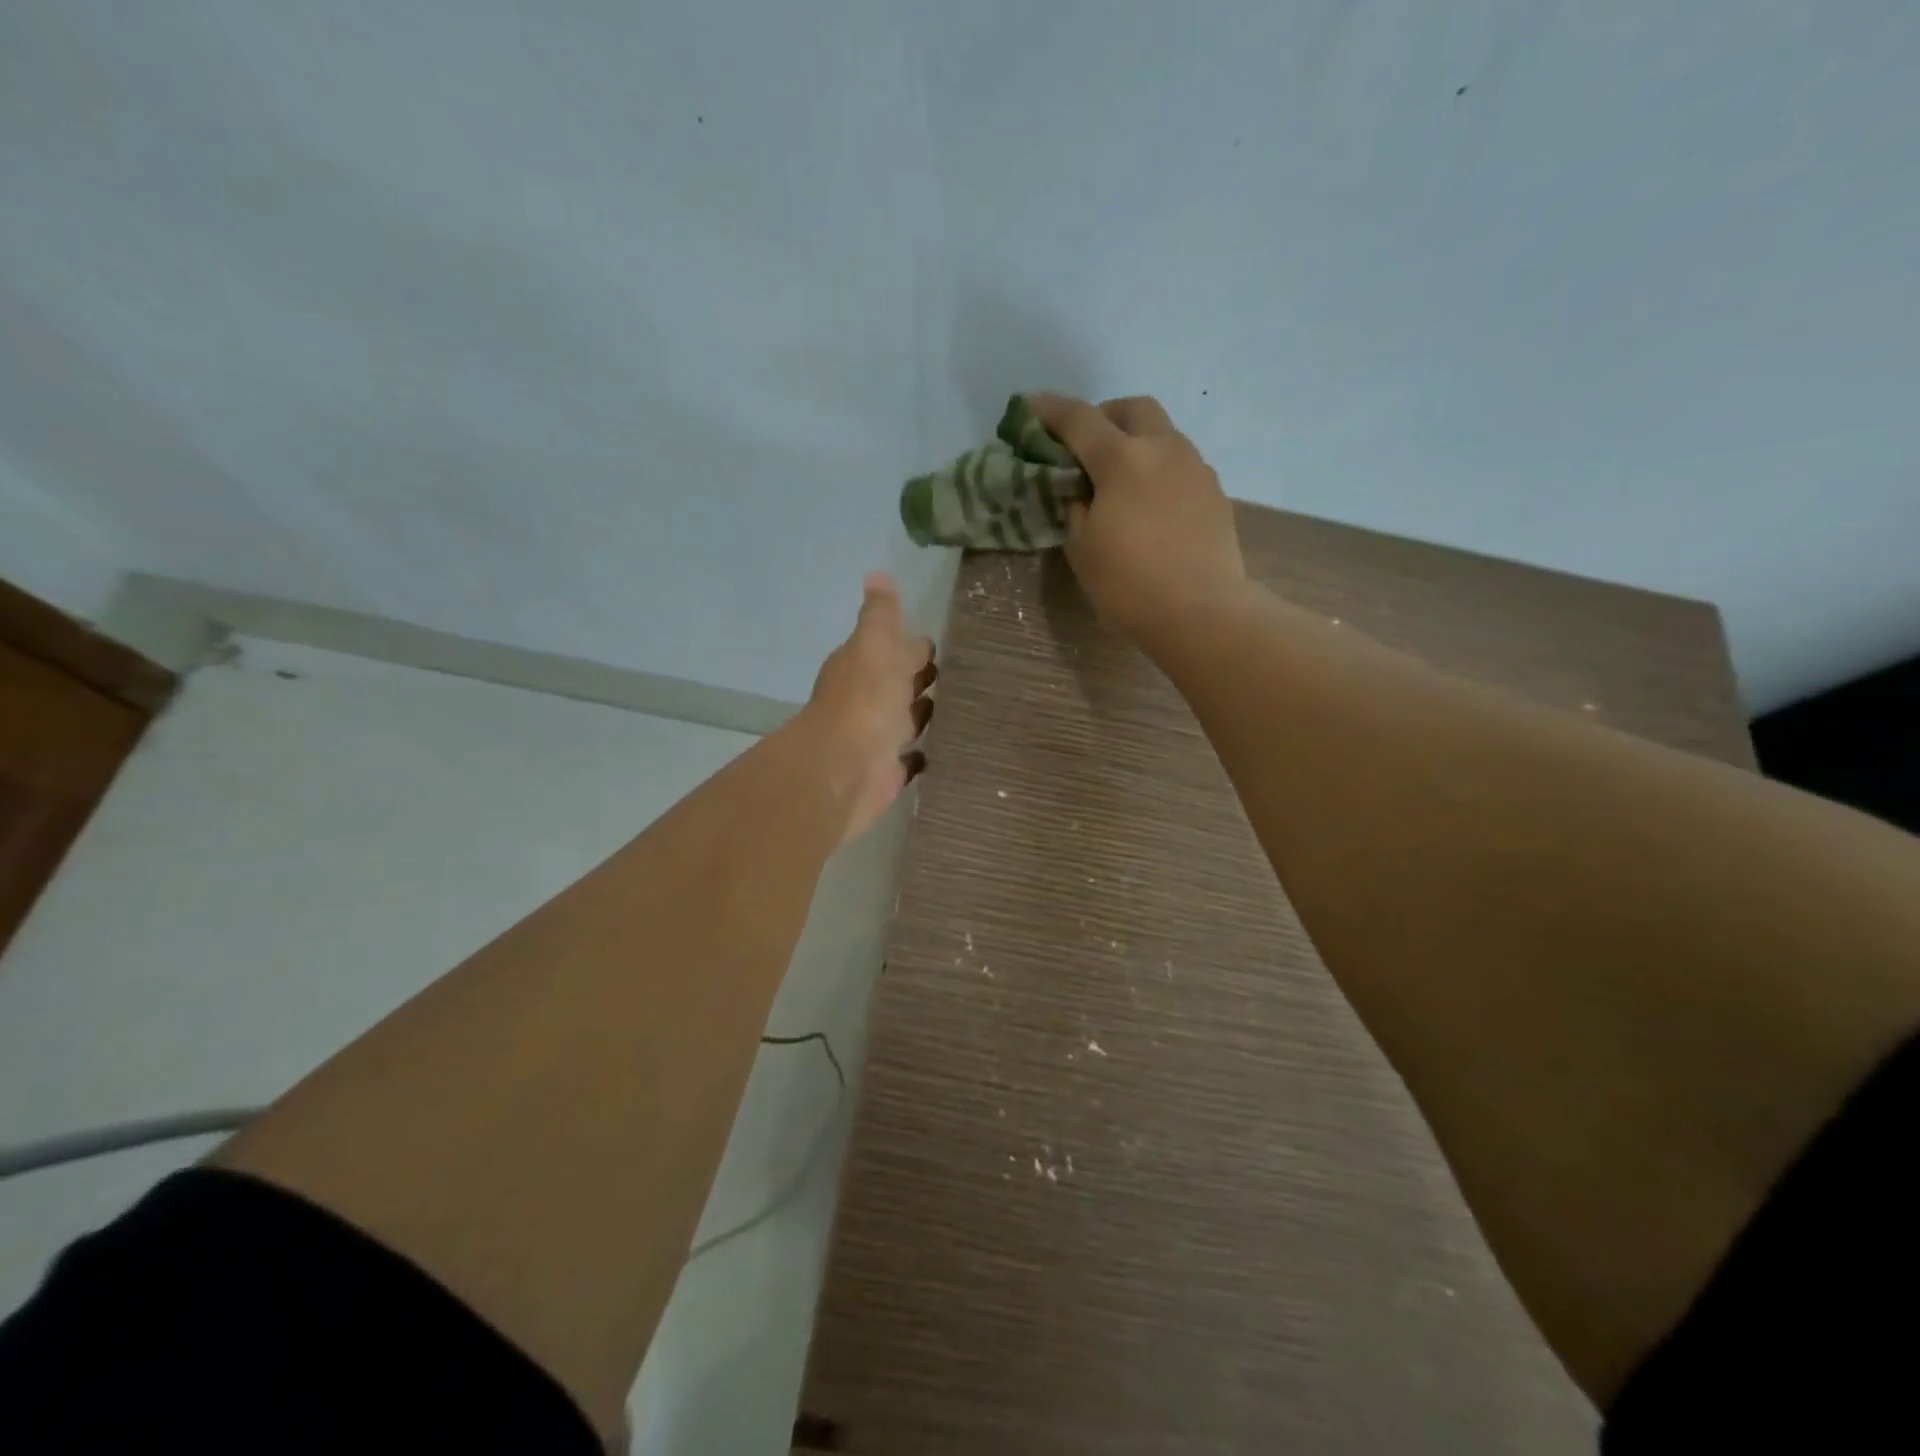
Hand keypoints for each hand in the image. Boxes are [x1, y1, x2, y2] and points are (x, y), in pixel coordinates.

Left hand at [800, 572, 936, 844]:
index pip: (891, 649)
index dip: (912, 646)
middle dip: (920, 679)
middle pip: (897, 684)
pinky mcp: (886, 771)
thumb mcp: (875, 645)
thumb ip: (880, 615)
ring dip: (923, 714)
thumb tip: (876, 575)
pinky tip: (944, 748)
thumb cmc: (865, 701)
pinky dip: (921, 754)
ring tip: (960, 707)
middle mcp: (866, 700)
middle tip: (962, 675)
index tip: (943, 644)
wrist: (845, 769)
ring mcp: (876, 737)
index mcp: (862, 666)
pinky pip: (909, 759)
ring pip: (905, 720)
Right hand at [1032, 393, 1246, 646]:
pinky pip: (1180, 465)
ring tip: (1119, 479)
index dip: (1050, 410)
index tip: (1030, 406)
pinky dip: (1158, 470)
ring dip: (1136, 442)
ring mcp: (1195, 469)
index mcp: (1122, 459)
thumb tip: (1083, 492)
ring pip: (1163, 434)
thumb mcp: (1082, 548)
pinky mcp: (1214, 493)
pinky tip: (1149, 505)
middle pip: (1133, 408)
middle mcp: (1163, 450)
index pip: (1079, 419)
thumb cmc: (1129, 585)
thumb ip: (1076, 508)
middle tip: (1085, 445)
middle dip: (1104, 416)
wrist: (1202, 612)